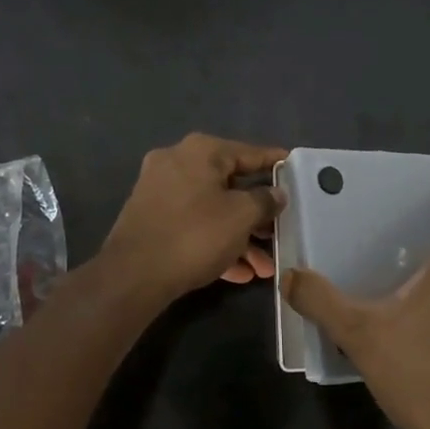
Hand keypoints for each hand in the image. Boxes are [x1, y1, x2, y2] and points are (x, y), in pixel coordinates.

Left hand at [101, 134, 287, 301]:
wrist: (133, 276)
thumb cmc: (195, 236)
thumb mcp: (241, 217)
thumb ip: (265, 200)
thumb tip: (276, 192)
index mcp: (201, 151)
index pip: (249, 153)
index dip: (275, 164)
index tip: (296, 170)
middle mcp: (177, 162)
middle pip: (230, 184)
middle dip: (257, 215)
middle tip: (280, 232)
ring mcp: (160, 190)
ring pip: (212, 209)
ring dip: (240, 236)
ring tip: (264, 267)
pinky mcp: (151, 218)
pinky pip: (193, 224)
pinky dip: (215, 242)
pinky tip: (239, 273)